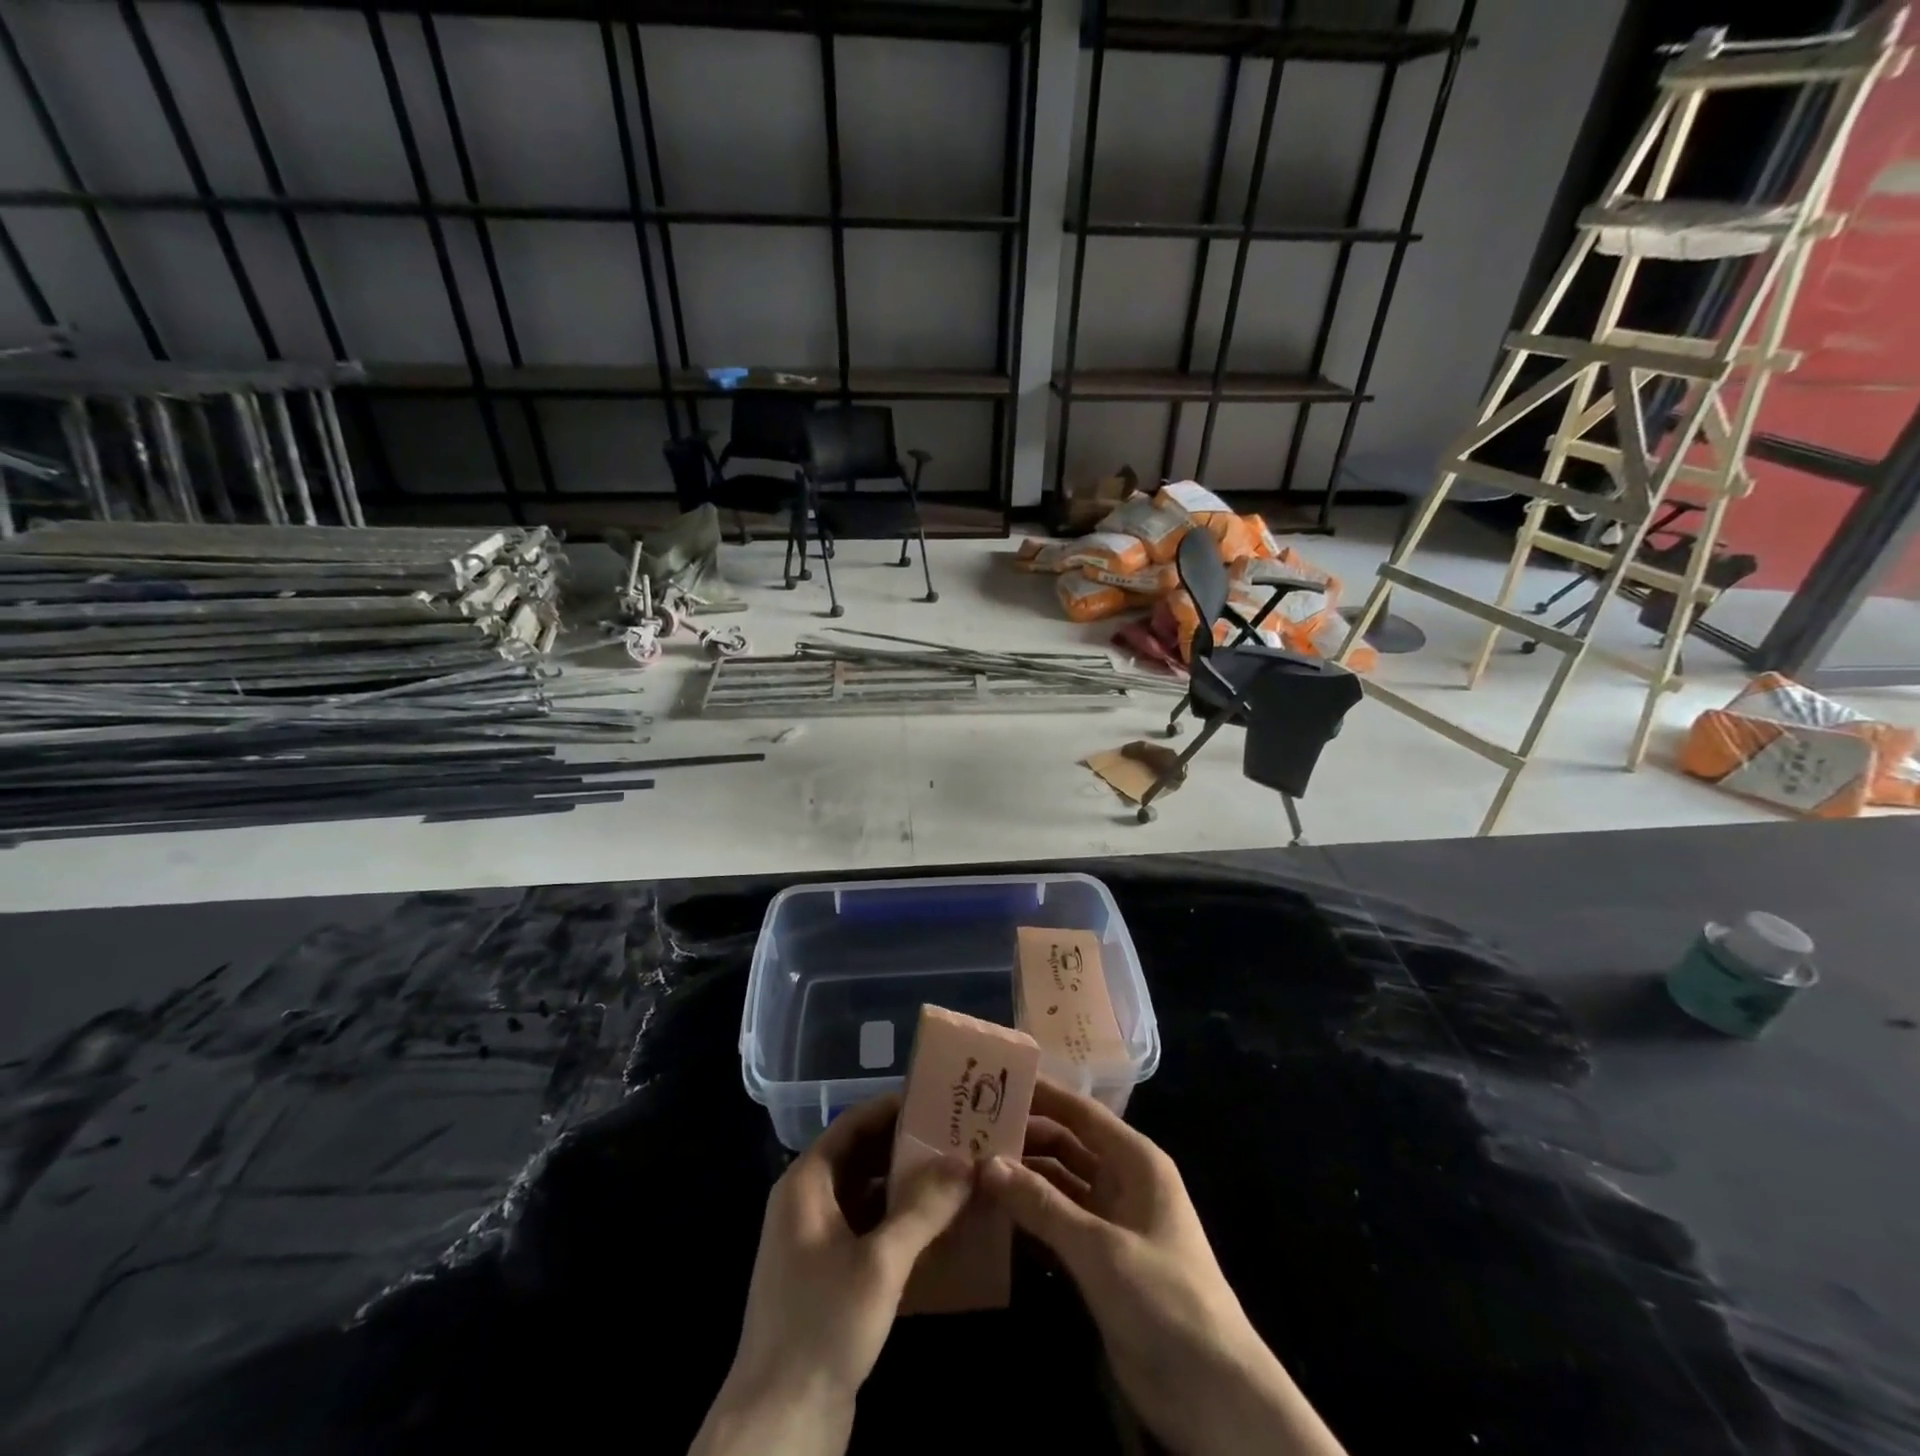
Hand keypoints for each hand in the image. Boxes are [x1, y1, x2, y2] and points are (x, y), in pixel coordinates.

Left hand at [691, 1094, 973, 1455]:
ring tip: (959, 1175)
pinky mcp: (830, 1276)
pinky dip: (900, 1222)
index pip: (854, 1123)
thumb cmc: (823, 1326)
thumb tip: (966, 1160)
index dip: (894, 1108)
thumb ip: (924, 1207)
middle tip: (959, 1137)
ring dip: (908, 1186)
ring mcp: (817, 1241)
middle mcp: (808, 1202)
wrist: (779, 1425)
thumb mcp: (880, 1263)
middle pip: (863, 1156)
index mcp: (806, 1183)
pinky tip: (940, 1227)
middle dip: (908, 1147)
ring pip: (868, 1194)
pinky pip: (869, 1229)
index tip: (940, 1100)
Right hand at [981, 1082, 1346, 1455]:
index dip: (1043, 1095)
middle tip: (970, 1132)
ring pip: (1059, 1186)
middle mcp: (1123, 1183)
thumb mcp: (1099, 1248)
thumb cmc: (1163, 1298)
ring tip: (972, 1168)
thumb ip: (1042, 1205)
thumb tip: (987, 1163)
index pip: (1082, 1113)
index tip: (996, 1082)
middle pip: (1067, 1147)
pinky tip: (992, 1214)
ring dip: (1023, 1179)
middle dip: (1025, 1139)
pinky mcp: (1101, 1262)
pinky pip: (1059, 1225)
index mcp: (1136, 1162)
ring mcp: (1112, 1223)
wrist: (1213, 1394)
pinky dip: (1030, 1217)